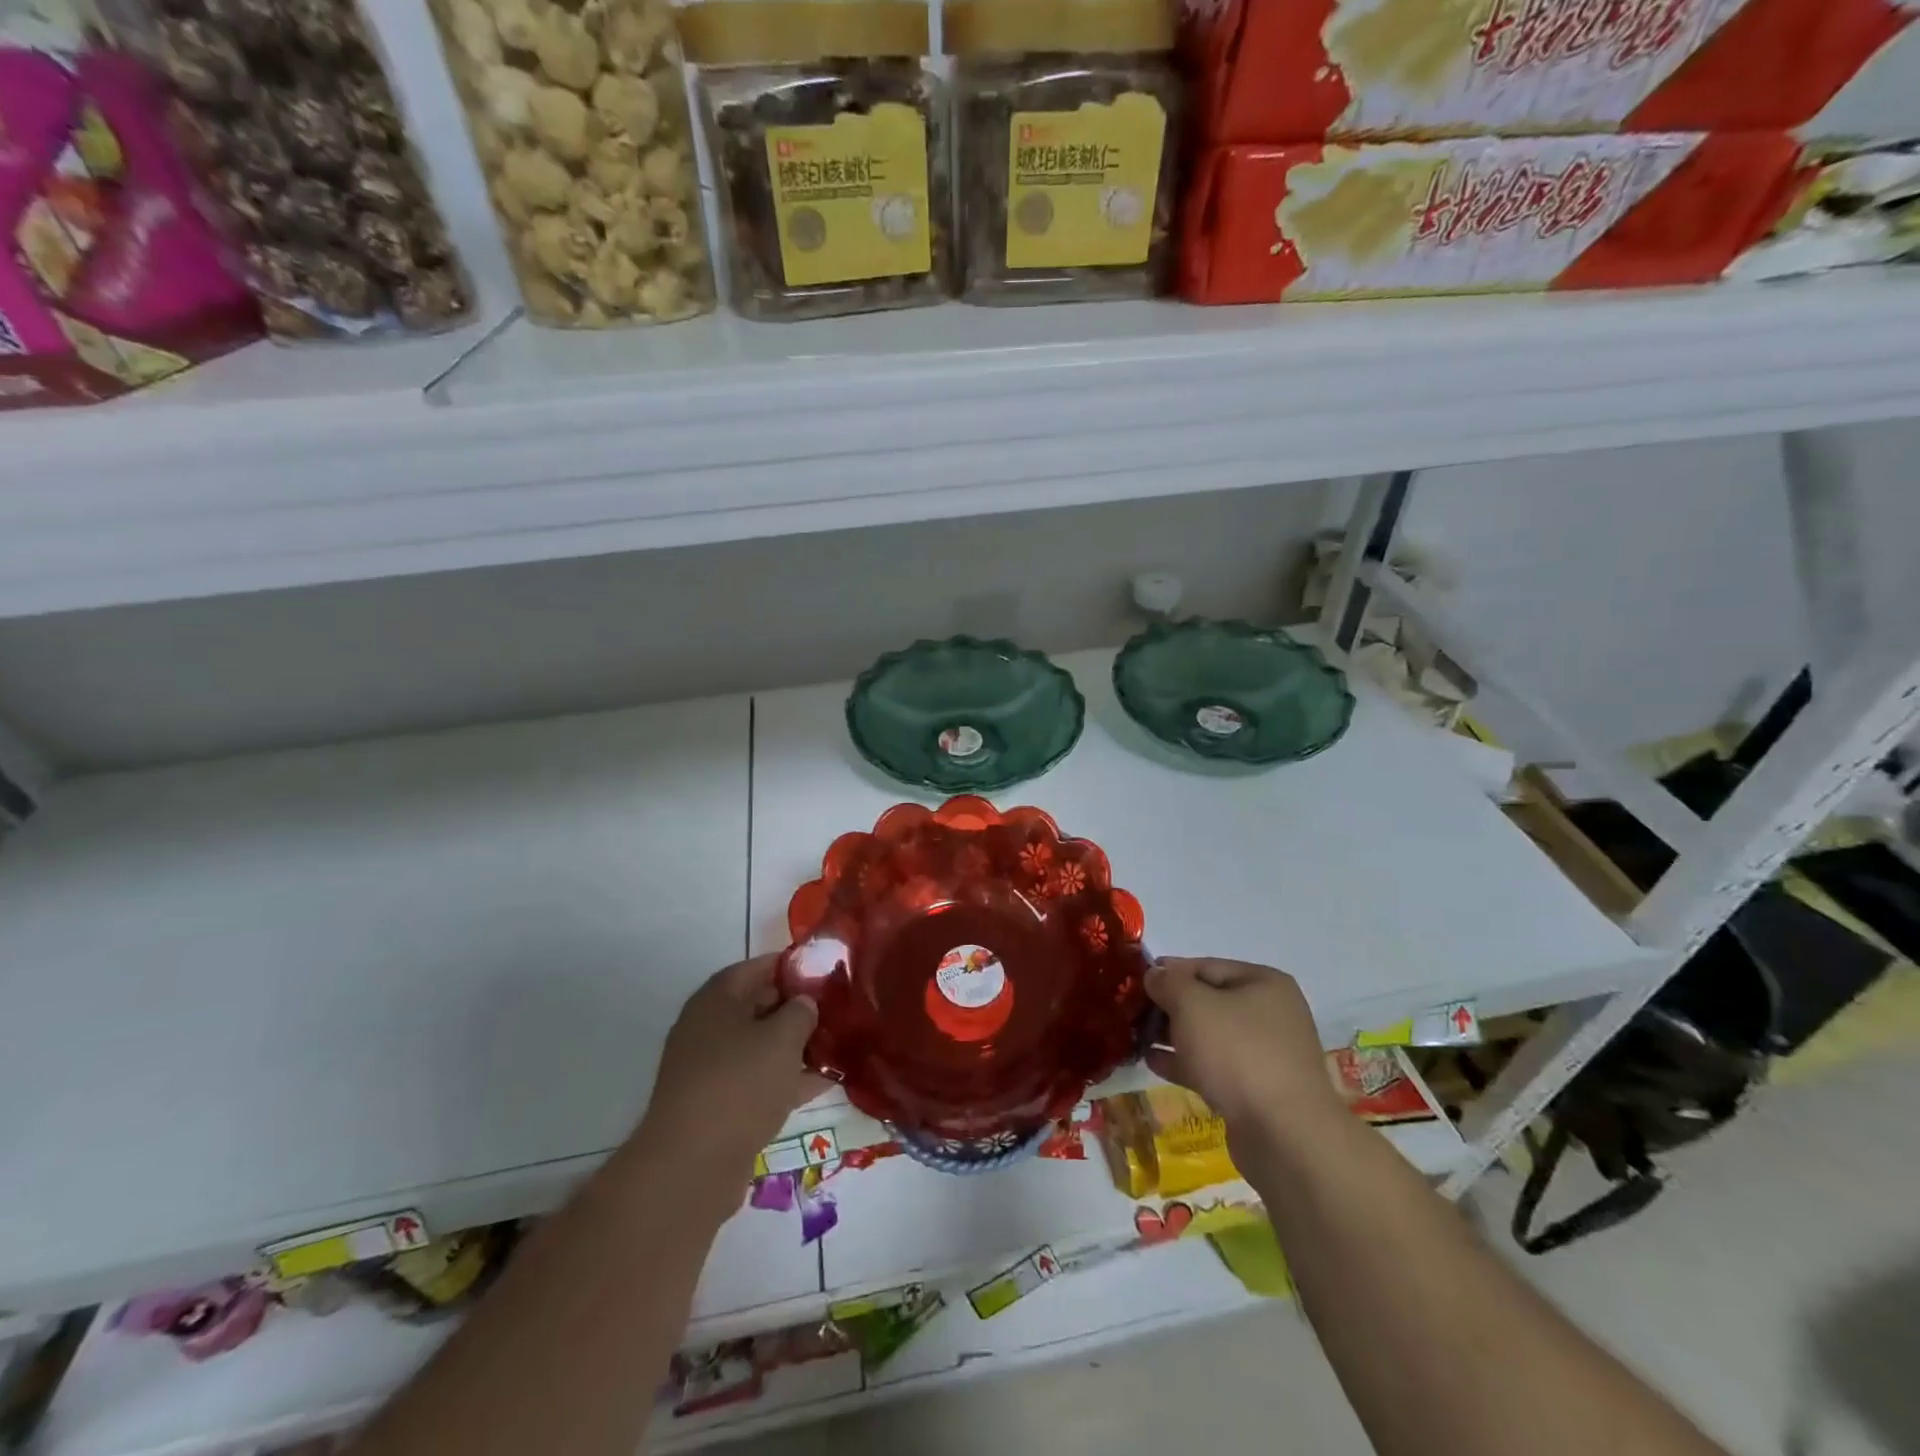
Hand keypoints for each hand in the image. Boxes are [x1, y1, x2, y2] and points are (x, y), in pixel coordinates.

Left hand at [638, 956, 820, 1193]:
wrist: (691, 1166)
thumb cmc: (739, 1083)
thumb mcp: (782, 1038)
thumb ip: (800, 1012)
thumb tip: (803, 1004)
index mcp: (716, 1000)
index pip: (756, 967)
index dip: (790, 966)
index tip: (824, 971)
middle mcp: (707, 1029)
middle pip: (757, 1007)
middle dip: (796, 1008)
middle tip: (835, 1010)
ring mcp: (710, 1070)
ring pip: (760, 1047)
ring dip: (794, 1047)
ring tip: (836, 1045)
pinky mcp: (717, 1107)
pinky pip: (758, 1081)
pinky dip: (786, 1080)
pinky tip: (822, 1083)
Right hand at [1145, 957, 1343, 1147]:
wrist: (1284, 1135)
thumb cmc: (1238, 1053)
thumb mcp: (1192, 1004)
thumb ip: (1168, 983)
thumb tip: (1154, 975)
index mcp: (1264, 983)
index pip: (1205, 966)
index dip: (1168, 972)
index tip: (1136, 982)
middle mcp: (1270, 1014)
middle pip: (1207, 1001)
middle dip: (1169, 1007)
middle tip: (1132, 1013)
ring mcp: (1266, 1055)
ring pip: (1209, 1036)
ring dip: (1173, 1035)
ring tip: (1137, 1039)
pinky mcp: (1257, 1090)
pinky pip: (1213, 1066)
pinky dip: (1185, 1062)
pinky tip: (1152, 1063)